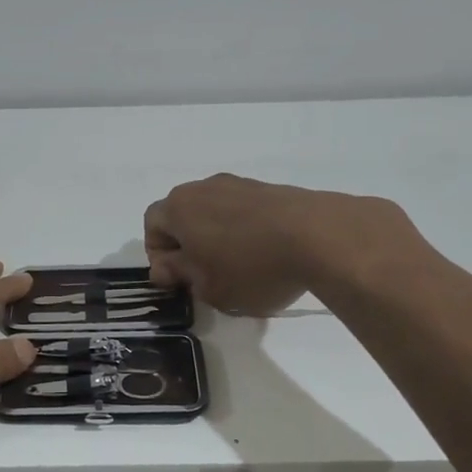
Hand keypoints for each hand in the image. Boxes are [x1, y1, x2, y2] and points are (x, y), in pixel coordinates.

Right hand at [143, 173, 412, 314]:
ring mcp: (240, 185)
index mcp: (179, 207)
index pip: (152, 227)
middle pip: (183, 216)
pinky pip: (244, 212)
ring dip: (218, 239)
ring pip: (215, 213)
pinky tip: (265, 256)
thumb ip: (180, 275)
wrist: (320, 236)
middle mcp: (204, 188)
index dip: (159, 258)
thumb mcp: (207, 287)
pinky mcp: (271, 189)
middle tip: (205, 277)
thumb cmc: (250, 267)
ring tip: (239, 269)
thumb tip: (169, 266)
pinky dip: (245, 232)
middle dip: (188, 246)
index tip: (179, 282)